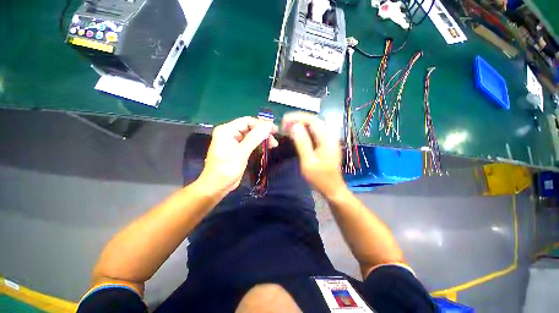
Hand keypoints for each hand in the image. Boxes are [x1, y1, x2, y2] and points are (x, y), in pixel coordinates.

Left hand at [198, 117, 277, 193]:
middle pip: (250, 127)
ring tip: (273, 145)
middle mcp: (230, 132)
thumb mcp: (242, 153)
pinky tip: (266, 147)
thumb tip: (269, 125)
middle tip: (274, 140)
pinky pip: (250, 142)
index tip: (275, 130)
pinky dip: (258, 144)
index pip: (247, 121)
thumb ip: (255, 138)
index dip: (262, 124)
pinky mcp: (237, 148)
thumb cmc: (227, 169)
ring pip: (251, 135)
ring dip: (262, 138)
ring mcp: (234, 141)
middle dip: (263, 132)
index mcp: (227, 130)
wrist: (216, 186)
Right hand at [282, 112, 345, 196]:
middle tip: (284, 125)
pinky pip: (315, 132)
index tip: (284, 121)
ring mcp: (330, 139)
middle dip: (298, 120)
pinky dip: (305, 130)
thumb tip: (295, 126)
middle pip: (314, 120)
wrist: (332, 188)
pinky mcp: (327, 143)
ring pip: (314, 125)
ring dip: (301, 124)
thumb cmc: (320, 178)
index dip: (297, 118)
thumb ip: (302, 143)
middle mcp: (330, 136)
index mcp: (328, 139)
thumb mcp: (308, 162)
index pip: (313, 120)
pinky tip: (297, 134)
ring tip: (288, 127)